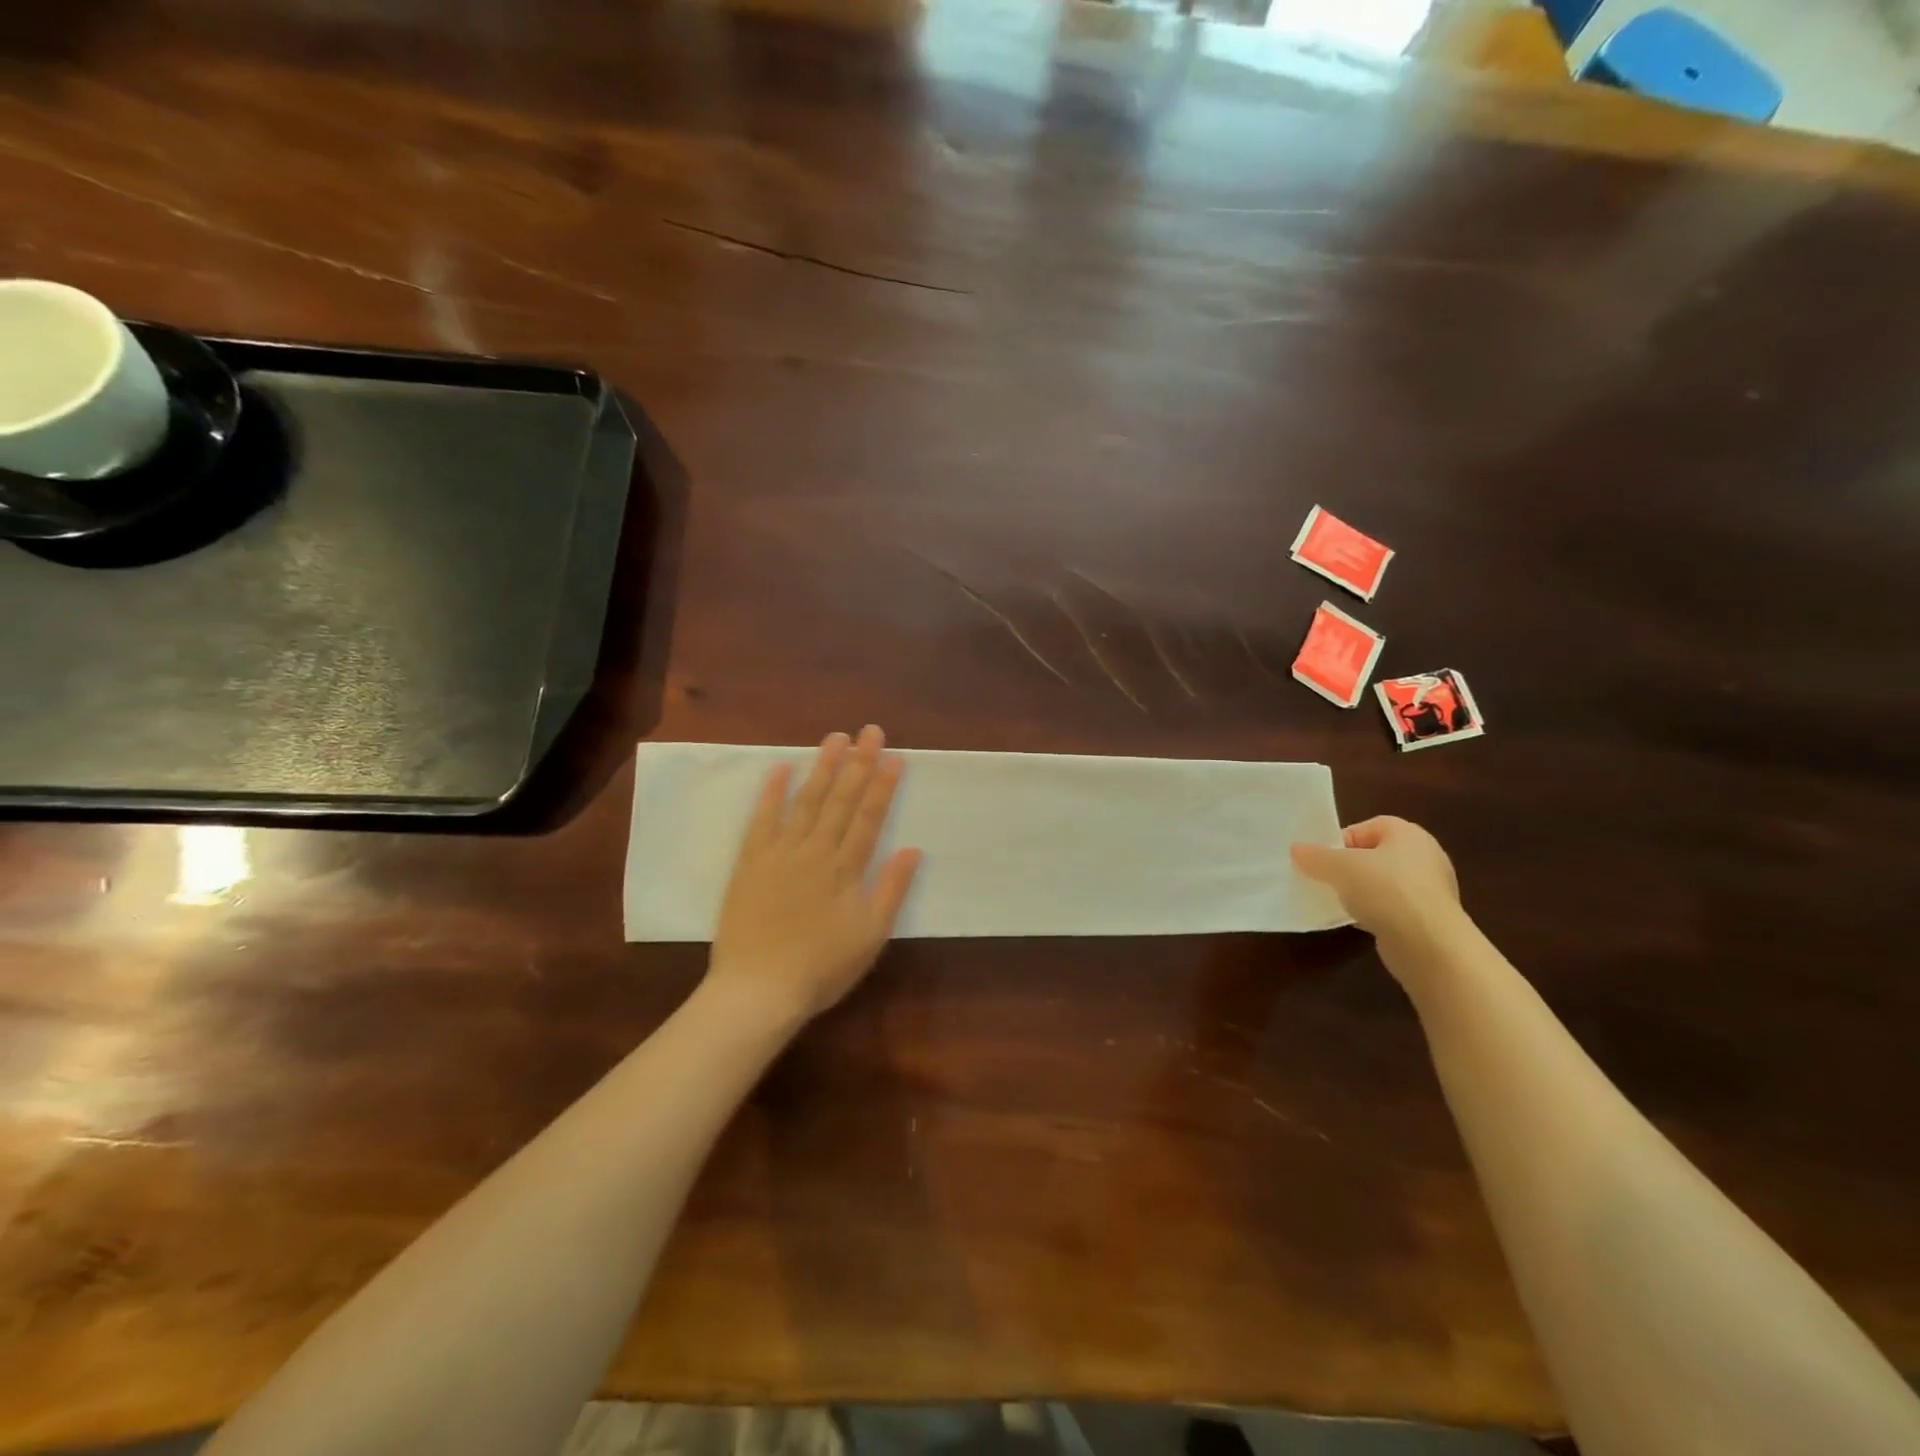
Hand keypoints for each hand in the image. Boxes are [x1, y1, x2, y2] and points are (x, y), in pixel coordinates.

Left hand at [709, 726, 922, 1024]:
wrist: (758, 990)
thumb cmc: (821, 968)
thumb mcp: (870, 936)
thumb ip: (891, 890)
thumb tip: (914, 850)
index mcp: (846, 869)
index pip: (869, 816)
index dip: (883, 785)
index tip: (894, 755)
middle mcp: (815, 851)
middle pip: (841, 800)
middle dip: (858, 763)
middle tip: (870, 731)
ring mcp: (780, 853)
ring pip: (806, 801)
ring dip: (822, 768)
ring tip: (835, 738)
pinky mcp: (750, 862)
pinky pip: (762, 820)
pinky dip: (772, 793)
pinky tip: (781, 768)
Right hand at [1290, 816, 1460, 949]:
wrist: (1429, 945)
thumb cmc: (1386, 891)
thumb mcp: (1340, 867)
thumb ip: (1315, 856)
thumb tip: (1297, 850)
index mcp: (1408, 834)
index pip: (1367, 827)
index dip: (1341, 840)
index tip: (1322, 859)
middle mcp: (1425, 856)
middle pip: (1374, 854)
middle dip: (1349, 866)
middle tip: (1327, 878)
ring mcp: (1430, 889)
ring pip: (1383, 883)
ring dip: (1361, 891)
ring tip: (1339, 902)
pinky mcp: (1429, 918)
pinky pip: (1393, 907)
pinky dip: (1375, 912)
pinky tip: (1358, 922)